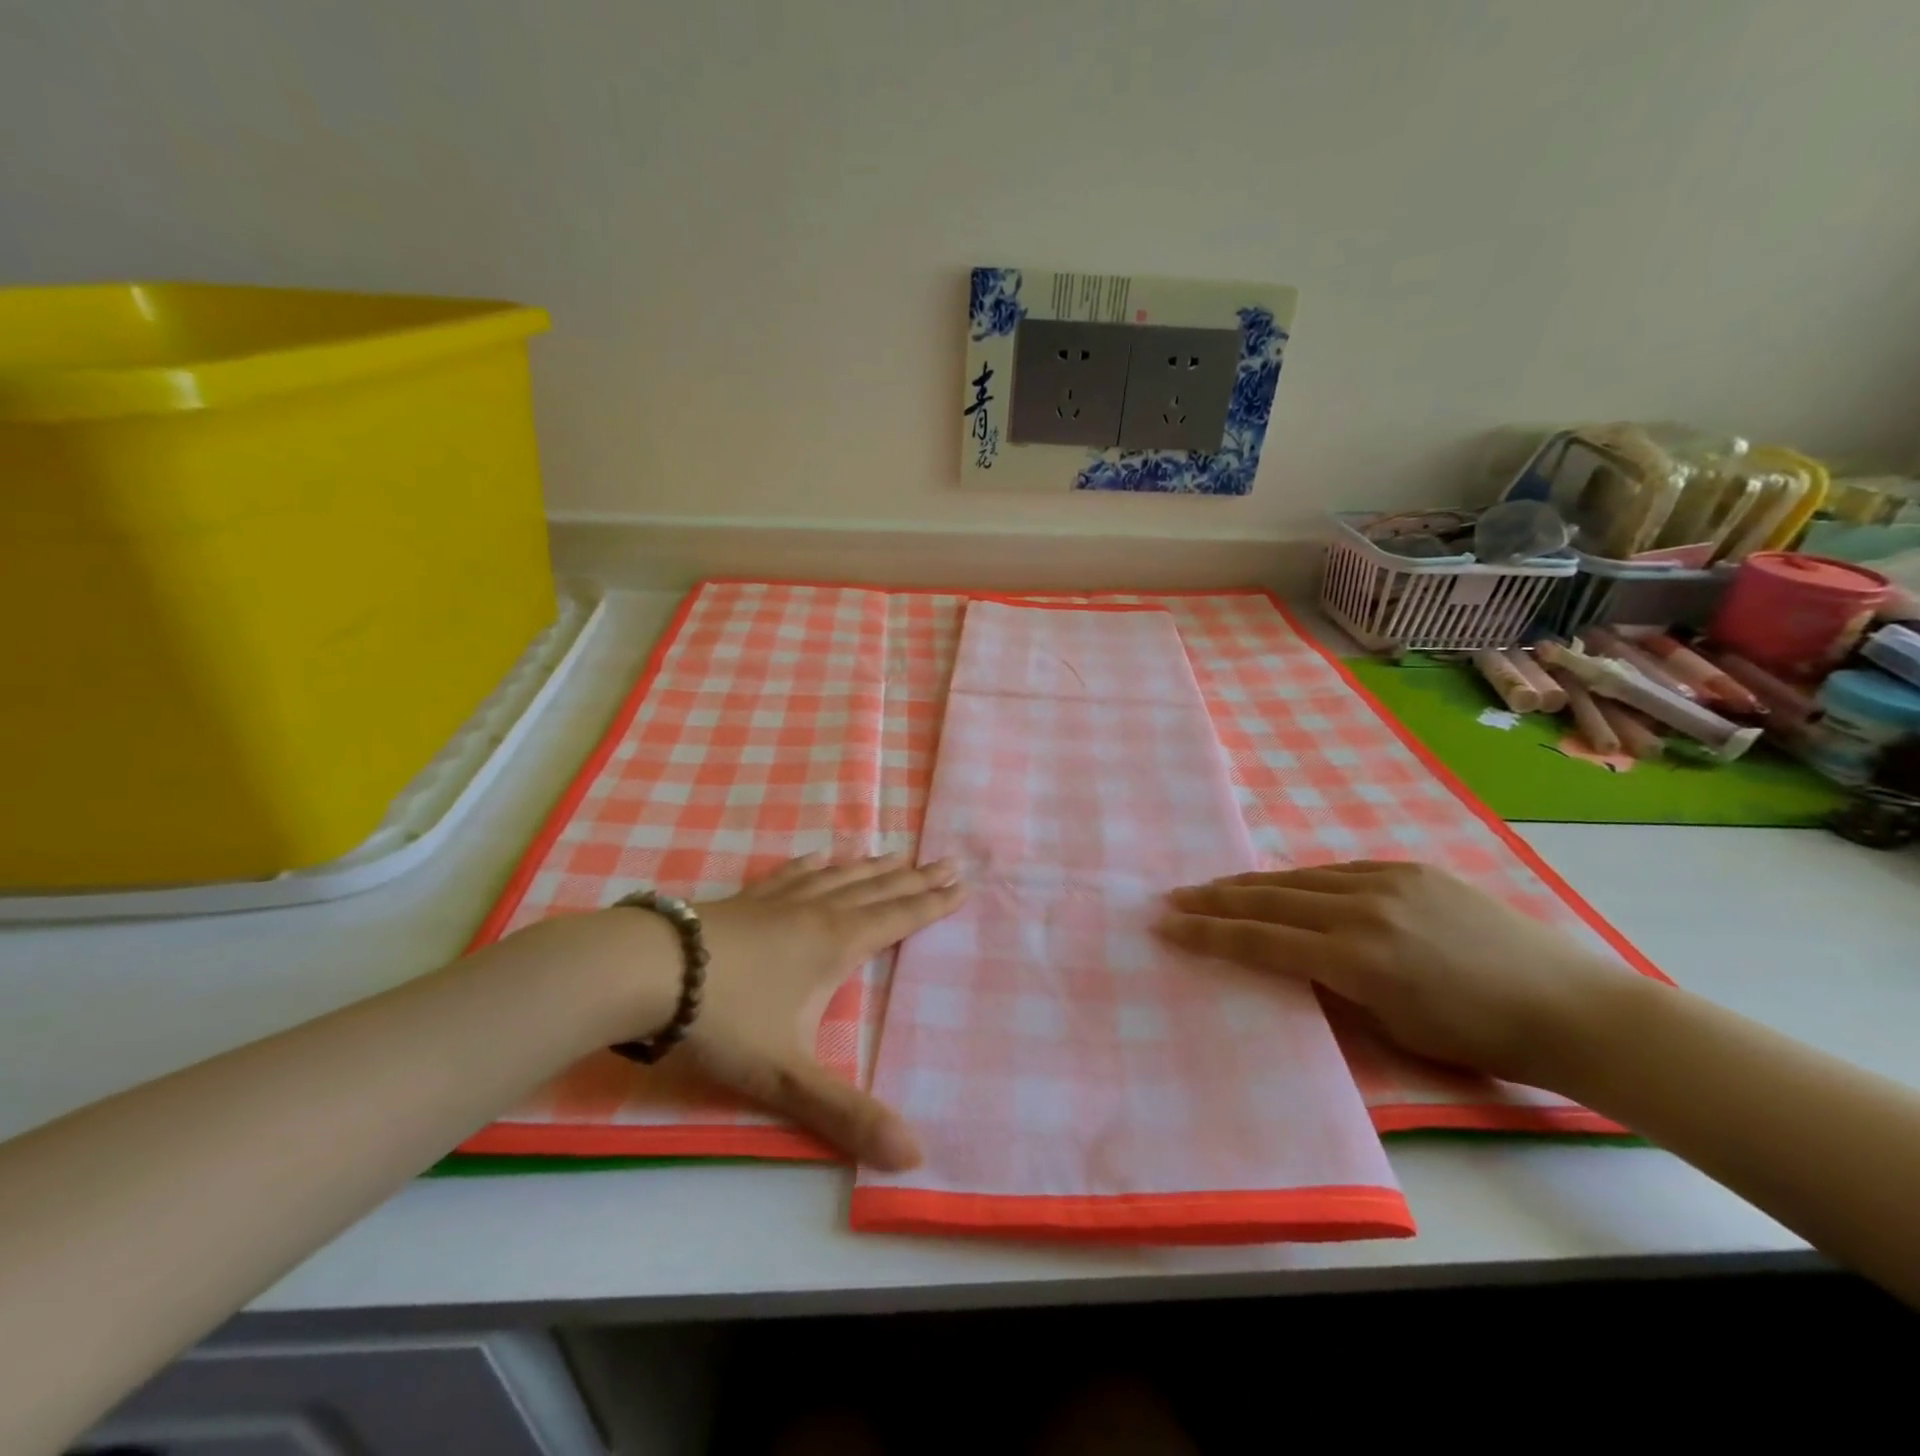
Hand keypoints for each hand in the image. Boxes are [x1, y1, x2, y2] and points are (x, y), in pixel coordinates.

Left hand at [686, 853, 964, 1168]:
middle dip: (915, 878)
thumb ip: (847, 1114)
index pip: (898, 919)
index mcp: (836, 945)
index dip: (933, 904)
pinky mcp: (747, 899)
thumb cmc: (726, 1019)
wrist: (650, 971)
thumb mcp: (788, 1076)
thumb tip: (915, 1155)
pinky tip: (821, 857)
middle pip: (877, 891)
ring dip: (873, 867)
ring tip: (897, 854)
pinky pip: (791, 875)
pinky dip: (813, 865)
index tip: (962, 882)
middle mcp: (817, 913)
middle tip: (947, 859)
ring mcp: (779, 901)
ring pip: (839, 877)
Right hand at [1155, 860, 1630, 1087]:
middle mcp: (1362, 909)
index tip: (1166, 925)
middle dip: (1214, 899)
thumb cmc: (1479, 1039)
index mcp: (1355, 959)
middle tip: (1172, 897)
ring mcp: (1386, 882)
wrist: (1570, 1007)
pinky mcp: (1409, 870)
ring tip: (1214, 887)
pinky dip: (1300, 880)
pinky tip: (1283, 884)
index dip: (1207, 933)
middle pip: (1268, 898)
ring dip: (1250, 884)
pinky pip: (1337, 870)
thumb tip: (1290, 964)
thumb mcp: (1392, 1030)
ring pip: (1298, 877)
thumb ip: (1331, 990)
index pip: (1260, 940)